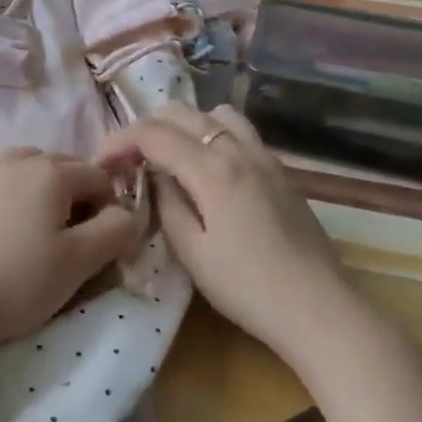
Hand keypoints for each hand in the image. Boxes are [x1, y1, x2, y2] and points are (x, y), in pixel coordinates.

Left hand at [0, 147, 139, 354]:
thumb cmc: (20, 281)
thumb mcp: (80, 261)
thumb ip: (116, 231)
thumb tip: (127, 214)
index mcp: (53, 172)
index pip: (99, 178)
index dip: (111, 208)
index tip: (103, 244)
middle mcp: (19, 158)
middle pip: (65, 166)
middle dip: (79, 195)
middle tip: (73, 239)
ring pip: (27, 162)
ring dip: (43, 184)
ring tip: (38, 223)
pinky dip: (0, 175)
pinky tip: (0, 198)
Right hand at [97, 103, 343, 346]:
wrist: (320, 309)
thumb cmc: (248, 287)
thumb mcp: (192, 252)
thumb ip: (168, 204)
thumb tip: (156, 177)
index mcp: (212, 169)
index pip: (152, 134)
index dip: (120, 141)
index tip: (101, 162)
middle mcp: (237, 150)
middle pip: (182, 112)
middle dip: (146, 127)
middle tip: (130, 159)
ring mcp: (264, 156)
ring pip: (215, 113)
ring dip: (184, 124)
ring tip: (171, 155)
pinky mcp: (281, 171)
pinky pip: (240, 131)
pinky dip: (213, 134)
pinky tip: (209, 168)